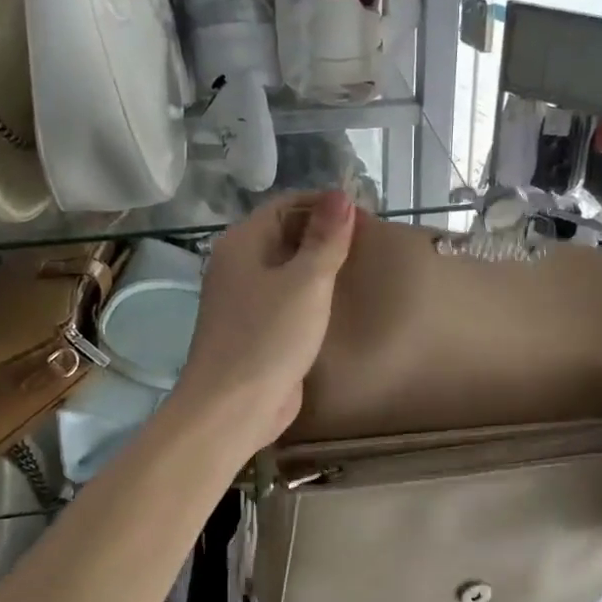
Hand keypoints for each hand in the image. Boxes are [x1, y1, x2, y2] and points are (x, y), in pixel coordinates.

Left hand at [172, 190, 357, 457]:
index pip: (287, 205)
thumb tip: (340, 193)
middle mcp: (238, 265)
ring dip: (318, 266)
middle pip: (285, 234)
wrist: (232, 408)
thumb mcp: (306, 282)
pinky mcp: (255, 331)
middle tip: (369, 244)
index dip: (325, 205)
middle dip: (324, 234)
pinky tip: (337, 304)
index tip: (366, 216)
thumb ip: (325, 239)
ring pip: (286, 269)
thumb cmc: (268, 337)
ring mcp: (244, 300)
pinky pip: (285, 300)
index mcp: (242, 243)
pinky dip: (310, 296)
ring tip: (360, 269)